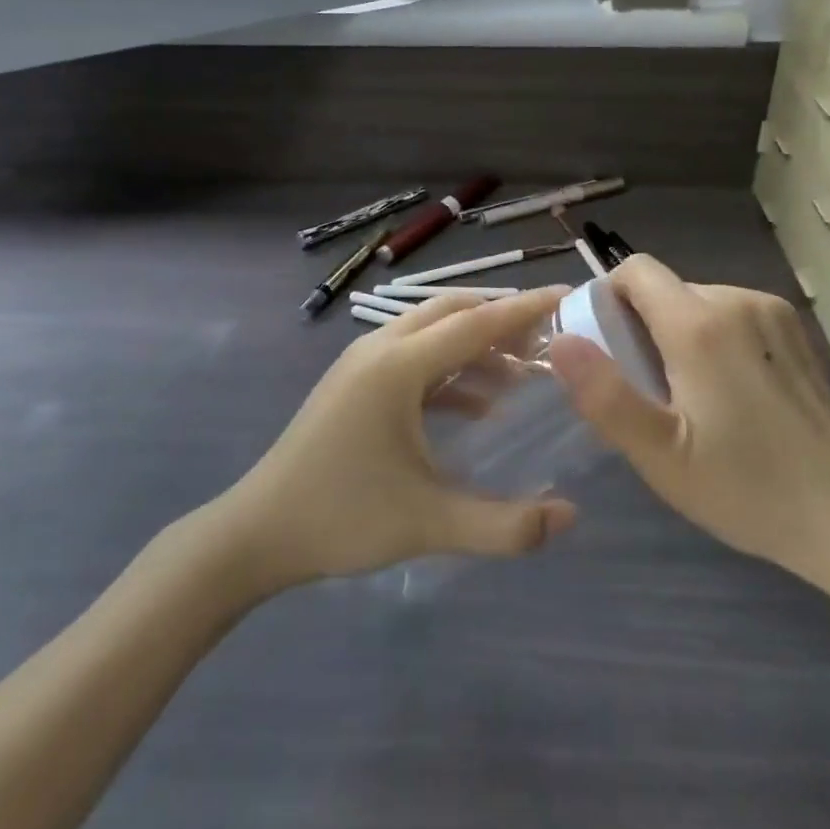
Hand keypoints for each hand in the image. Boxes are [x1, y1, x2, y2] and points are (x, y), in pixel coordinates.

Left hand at [216, 289, 578, 591]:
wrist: (258, 532)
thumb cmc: (343, 518)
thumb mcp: (430, 524)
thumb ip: (506, 525)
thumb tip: (571, 515)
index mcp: (399, 365)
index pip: (477, 323)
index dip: (525, 309)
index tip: (569, 296)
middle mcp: (381, 348)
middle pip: (453, 312)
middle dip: (502, 319)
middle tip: (549, 338)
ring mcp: (362, 363)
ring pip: (431, 333)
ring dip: (476, 345)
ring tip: (523, 373)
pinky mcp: (354, 383)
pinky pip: (413, 358)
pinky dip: (450, 369)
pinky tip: (478, 407)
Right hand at [547, 257, 829, 605]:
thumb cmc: (746, 487)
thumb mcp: (661, 455)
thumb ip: (604, 394)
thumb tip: (559, 340)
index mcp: (699, 324)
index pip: (635, 270)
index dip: (609, 298)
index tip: (607, 347)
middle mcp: (736, 299)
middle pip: (665, 289)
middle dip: (643, 326)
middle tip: (649, 391)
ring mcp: (771, 310)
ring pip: (697, 301)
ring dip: (679, 333)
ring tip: (693, 397)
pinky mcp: (794, 328)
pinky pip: (731, 313)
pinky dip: (714, 338)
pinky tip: (731, 391)